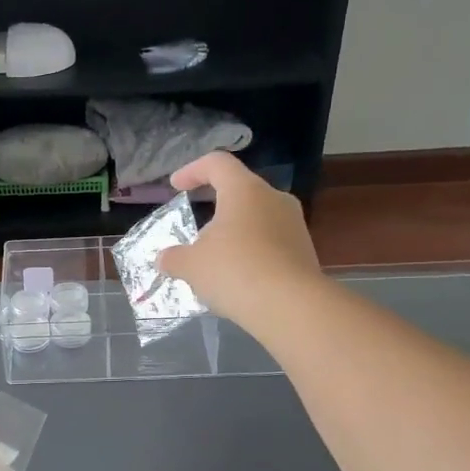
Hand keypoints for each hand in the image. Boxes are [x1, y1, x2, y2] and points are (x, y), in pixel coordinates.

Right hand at [158, 152, 321, 330]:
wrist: (291, 307)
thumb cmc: (234, 271)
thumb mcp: (191, 266)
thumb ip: (174, 258)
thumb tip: (164, 259)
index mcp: (245, 190)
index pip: (217, 163)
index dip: (192, 170)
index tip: (176, 186)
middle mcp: (274, 199)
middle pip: (240, 191)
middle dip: (215, 208)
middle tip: (197, 232)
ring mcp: (295, 225)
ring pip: (257, 218)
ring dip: (234, 233)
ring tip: (216, 261)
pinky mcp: (305, 251)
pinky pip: (271, 243)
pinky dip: (251, 253)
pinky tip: (239, 279)